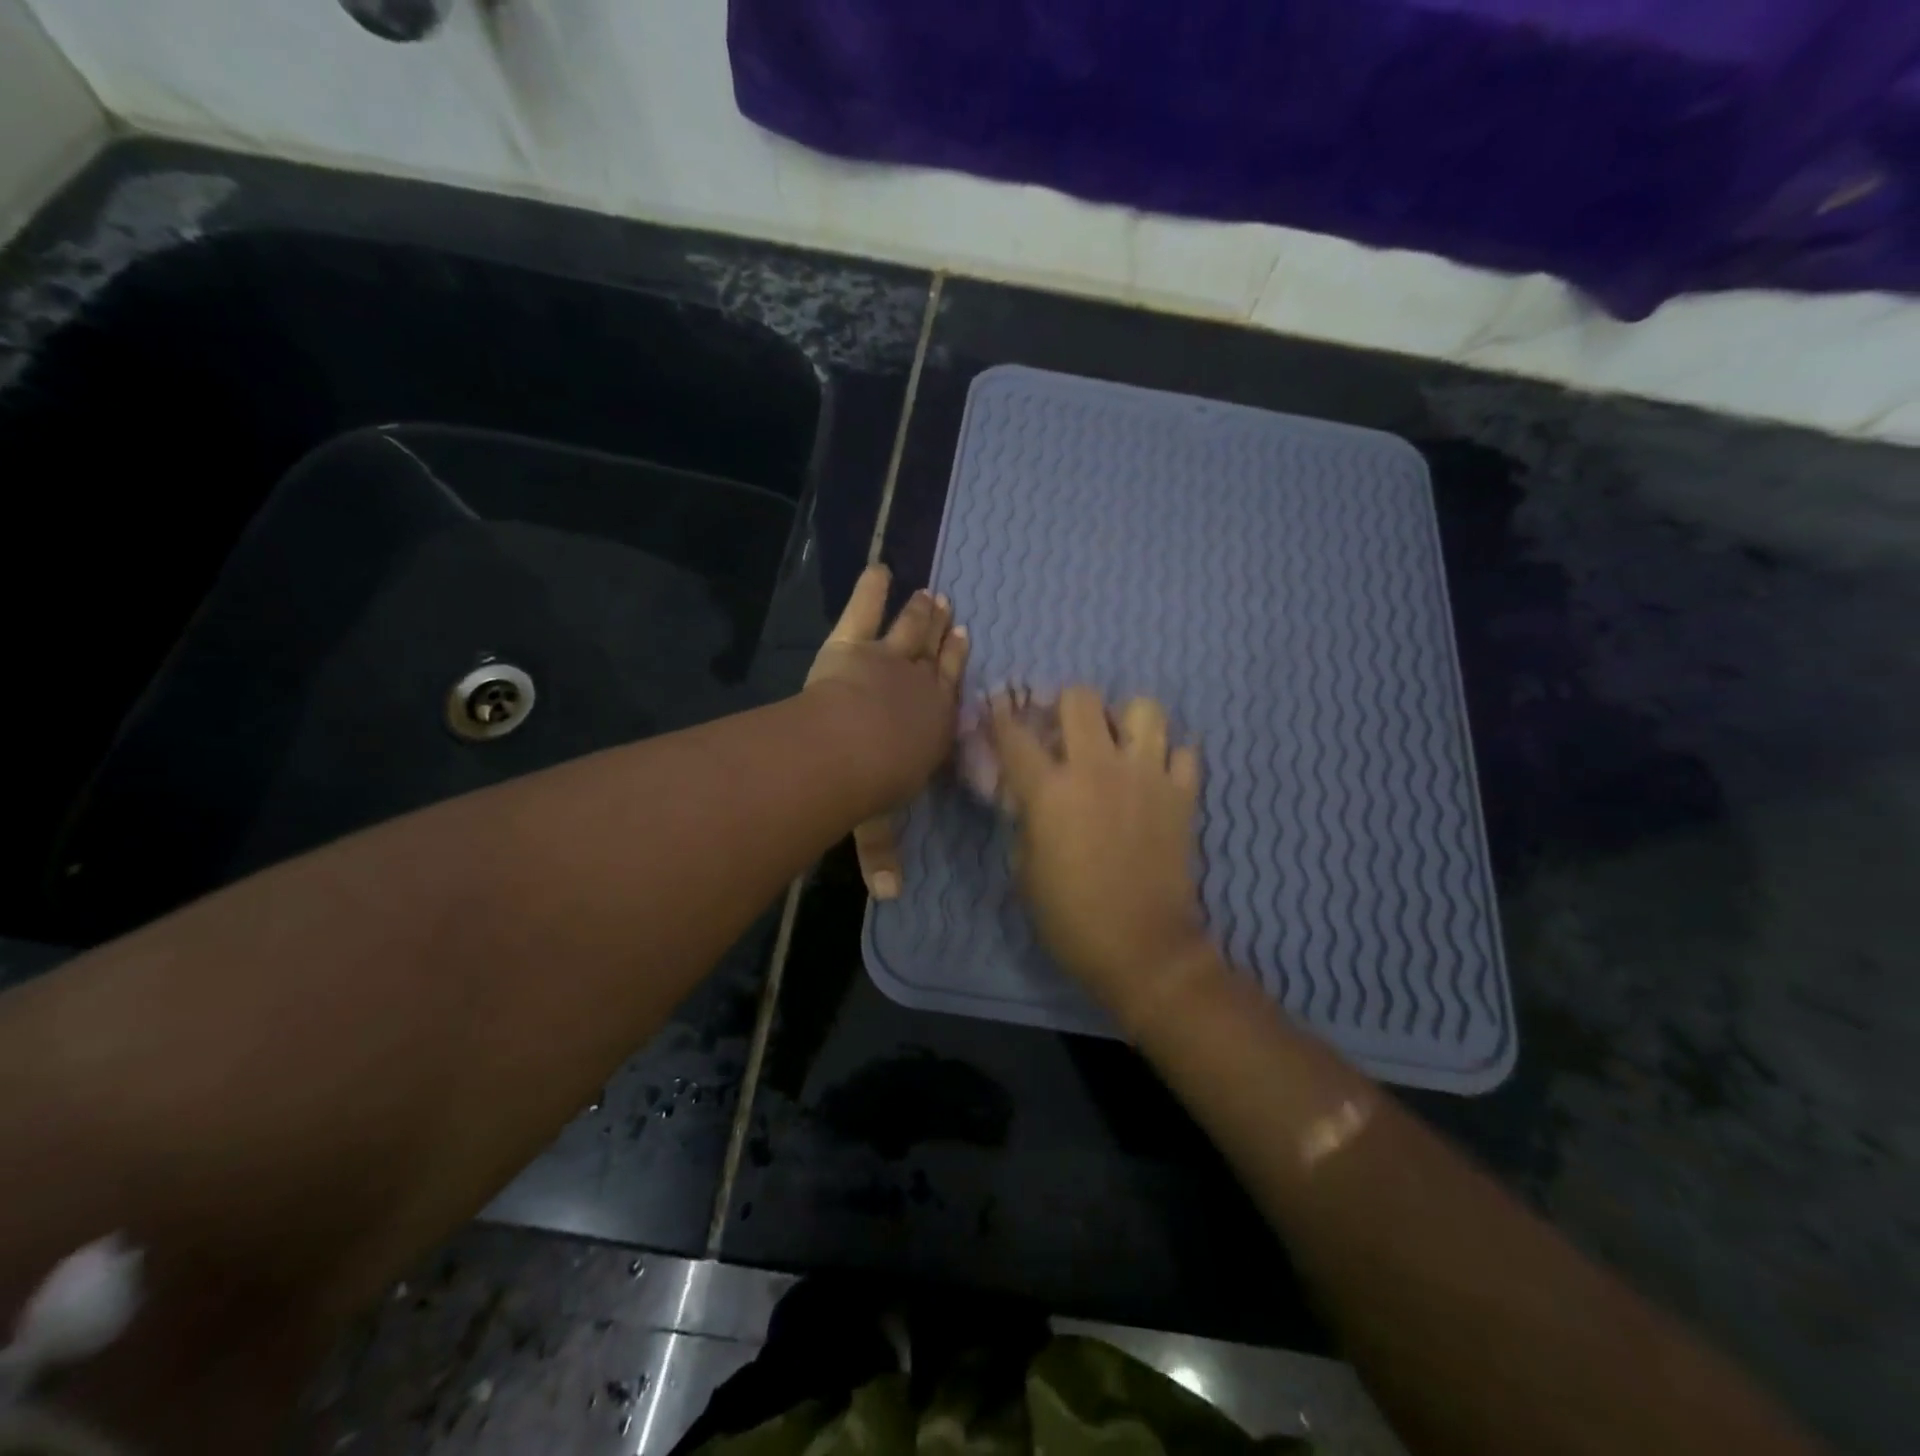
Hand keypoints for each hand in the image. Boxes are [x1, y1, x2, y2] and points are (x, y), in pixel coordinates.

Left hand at [806, 564, 968, 898]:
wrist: (851, 749)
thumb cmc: (873, 789)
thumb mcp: (879, 825)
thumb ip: (883, 855)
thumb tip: (889, 897)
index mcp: (934, 726)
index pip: (951, 693)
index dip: (957, 667)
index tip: (965, 640)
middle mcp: (920, 688)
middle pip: (936, 656)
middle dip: (943, 634)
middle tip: (950, 611)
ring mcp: (888, 661)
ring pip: (909, 630)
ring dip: (919, 612)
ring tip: (928, 593)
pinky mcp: (853, 644)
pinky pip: (864, 610)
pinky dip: (870, 588)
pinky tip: (878, 567)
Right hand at [991, 688, 1213, 1029]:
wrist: (1143, 948)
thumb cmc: (1070, 916)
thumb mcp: (1025, 869)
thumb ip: (1026, 820)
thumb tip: (1029, 795)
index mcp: (1050, 790)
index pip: (1015, 734)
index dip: (1000, 716)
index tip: (998, 709)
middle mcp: (1098, 767)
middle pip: (1081, 698)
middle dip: (1065, 705)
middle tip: (1065, 727)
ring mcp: (1147, 775)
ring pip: (1144, 708)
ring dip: (1126, 720)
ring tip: (1119, 743)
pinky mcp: (1183, 794)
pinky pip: (1184, 751)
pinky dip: (1170, 757)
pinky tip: (1156, 775)